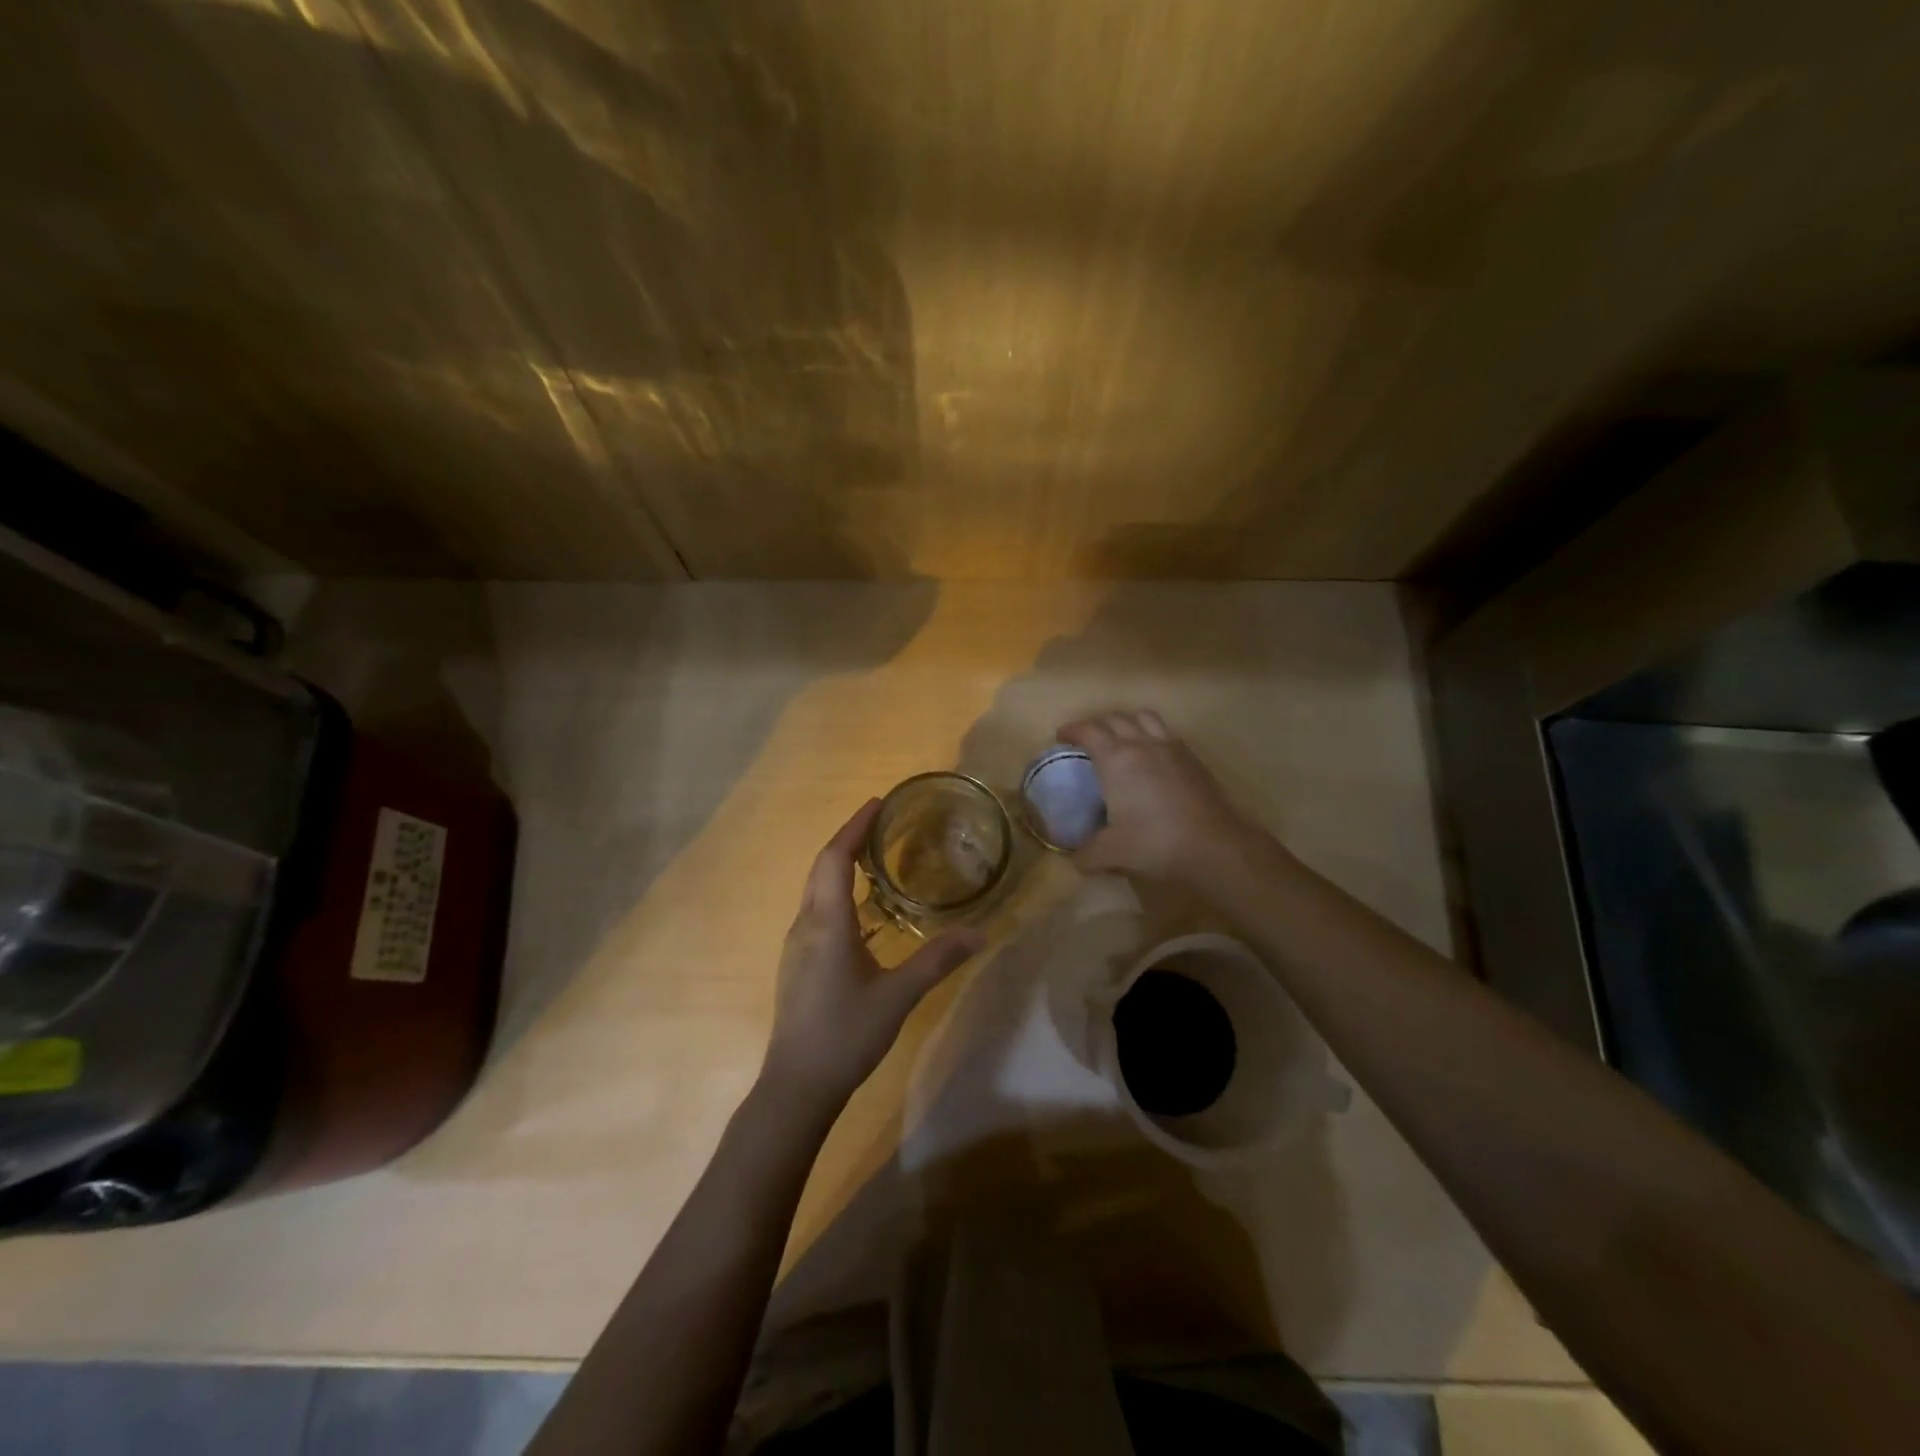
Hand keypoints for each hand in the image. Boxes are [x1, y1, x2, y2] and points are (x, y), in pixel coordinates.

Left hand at [762, 799, 984, 1106]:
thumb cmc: (846, 1034)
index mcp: (827, 923)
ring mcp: (798, 945)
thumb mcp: (898, 996)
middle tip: (881, 823)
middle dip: (848, 839)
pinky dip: (838, 891)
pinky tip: (863, 910)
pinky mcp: (799, 963)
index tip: (877, 804)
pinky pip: (817, 910)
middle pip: (822, 867)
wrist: (797, 1085)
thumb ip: (937, 961)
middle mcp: (806, 925)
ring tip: (875, 857)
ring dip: (841, 864)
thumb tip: (980, 935)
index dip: (854, 827)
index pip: (835, 858)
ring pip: (816, 889)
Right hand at [1058, 709, 1265, 883]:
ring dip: (1126, 721)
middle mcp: (1142, 744)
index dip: (1072, 730)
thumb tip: (1076, 860)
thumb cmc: (1155, 842)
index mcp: (1116, 759)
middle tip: (1087, 739)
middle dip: (1097, 724)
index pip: (1089, 731)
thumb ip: (1088, 855)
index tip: (1062, 737)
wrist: (1212, 845)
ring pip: (1144, 717)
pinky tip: (1151, 755)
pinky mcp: (1192, 758)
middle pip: (1115, 718)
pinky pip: (1166, 732)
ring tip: (1121, 737)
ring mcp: (1171, 747)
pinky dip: (1151, 734)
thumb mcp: (1112, 853)